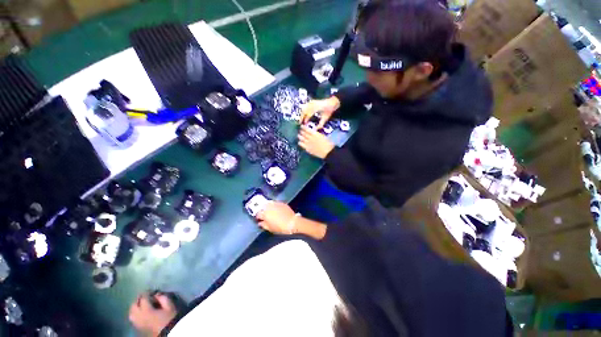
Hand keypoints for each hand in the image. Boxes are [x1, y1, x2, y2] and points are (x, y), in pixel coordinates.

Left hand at [129, 292, 177, 336]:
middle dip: (138, 299)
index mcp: (146, 311)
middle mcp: (139, 317)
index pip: (143, 298)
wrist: (169, 332)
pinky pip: (133, 319)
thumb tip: (157, 294)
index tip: (151, 290)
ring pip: (131, 314)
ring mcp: (138, 324)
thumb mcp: (170, 306)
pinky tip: (139, 313)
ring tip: (140, 304)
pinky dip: (134, 314)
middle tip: (143, 295)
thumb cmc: (170, 318)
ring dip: (134, 307)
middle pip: (133, 306)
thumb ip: (163, 298)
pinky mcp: (139, 328)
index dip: (146, 293)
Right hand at [257, 202, 297, 234]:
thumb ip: (263, 225)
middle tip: (264, 214)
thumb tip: (260, 223)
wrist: (292, 222)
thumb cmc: (280, 227)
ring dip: (268, 207)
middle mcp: (269, 207)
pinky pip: (275, 203)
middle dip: (263, 210)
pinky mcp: (281, 203)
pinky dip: (274, 205)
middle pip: (263, 207)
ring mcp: (275, 203)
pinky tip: (276, 209)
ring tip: (270, 211)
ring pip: (269, 204)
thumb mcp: (269, 228)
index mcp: (264, 214)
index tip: (259, 219)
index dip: (258, 217)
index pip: (258, 214)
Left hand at [298, 126, 334, 158]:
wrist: (327, 152)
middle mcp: (310, 137)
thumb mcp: (323, 136)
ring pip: (301, 138)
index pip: (307, 129)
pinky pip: (301, 144)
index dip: (303, 127)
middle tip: (300, 131)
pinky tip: (300, 142)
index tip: (301, 126)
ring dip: (299, 136)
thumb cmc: (328, 144)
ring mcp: (308, 143)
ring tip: (299, 136)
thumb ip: (317, 134)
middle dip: (301, 131)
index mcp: (315, 134)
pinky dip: (300, 142)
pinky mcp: (307, 148)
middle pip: (303, 133)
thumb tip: (314, 133)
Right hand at [300, 97, 340, 128]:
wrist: (332, 102)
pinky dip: (303, 111)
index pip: (308, 114)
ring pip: (304, 108)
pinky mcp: (311, 102)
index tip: (304, 124)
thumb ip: (320, 124)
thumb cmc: (329, 110)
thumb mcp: (325, 118)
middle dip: (301, 117)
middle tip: (300, 123)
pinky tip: (303, 115)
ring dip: (301, 114)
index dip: (306, 119)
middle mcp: (313, 104)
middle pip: (304, 111)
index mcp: (316, 108)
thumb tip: (315, 130)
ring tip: (301, 120)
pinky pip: (305, 106)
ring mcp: (311, 102)